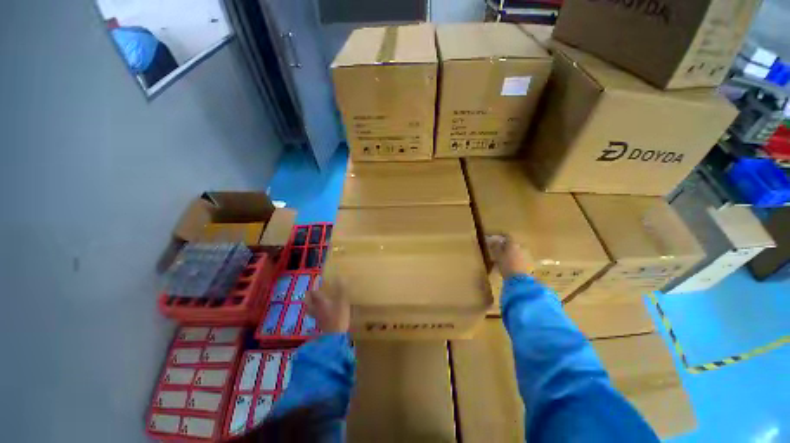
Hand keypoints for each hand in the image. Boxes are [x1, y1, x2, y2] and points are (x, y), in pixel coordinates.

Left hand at [306, 280, 349, 333]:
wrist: (335, 336)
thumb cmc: (338, 316)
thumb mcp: (343, 300)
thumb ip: (341, 289)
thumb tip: (340, 277)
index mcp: (319, 301)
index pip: (313, 291)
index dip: (315, 284)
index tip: (318, 278)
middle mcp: (315, 307)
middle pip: (308, 300)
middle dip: (309, 294)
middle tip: (313, 289)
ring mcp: (316, 316)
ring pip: (309, 307)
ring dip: (310, 302)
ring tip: (315, 299)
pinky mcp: (319, 322)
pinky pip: (313, 313)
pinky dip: (315, 309)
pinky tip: (321, 309)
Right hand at [485, 234, 531, 278]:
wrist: (520, 280)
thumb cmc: (506, 265)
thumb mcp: (497, 255)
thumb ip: (495, 246)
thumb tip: (493, 240)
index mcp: (513, 243)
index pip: (507, 236)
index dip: (502, 237)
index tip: (497, 240)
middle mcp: (521, 247)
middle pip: (513, 244)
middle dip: (507, 246)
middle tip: (500, 251)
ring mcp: (527, 255)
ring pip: (518, 251)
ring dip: (512, 253)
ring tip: (506, 260)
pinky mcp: (530, 263)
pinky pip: (522, 258)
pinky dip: (517, 260)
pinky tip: (513, 265)